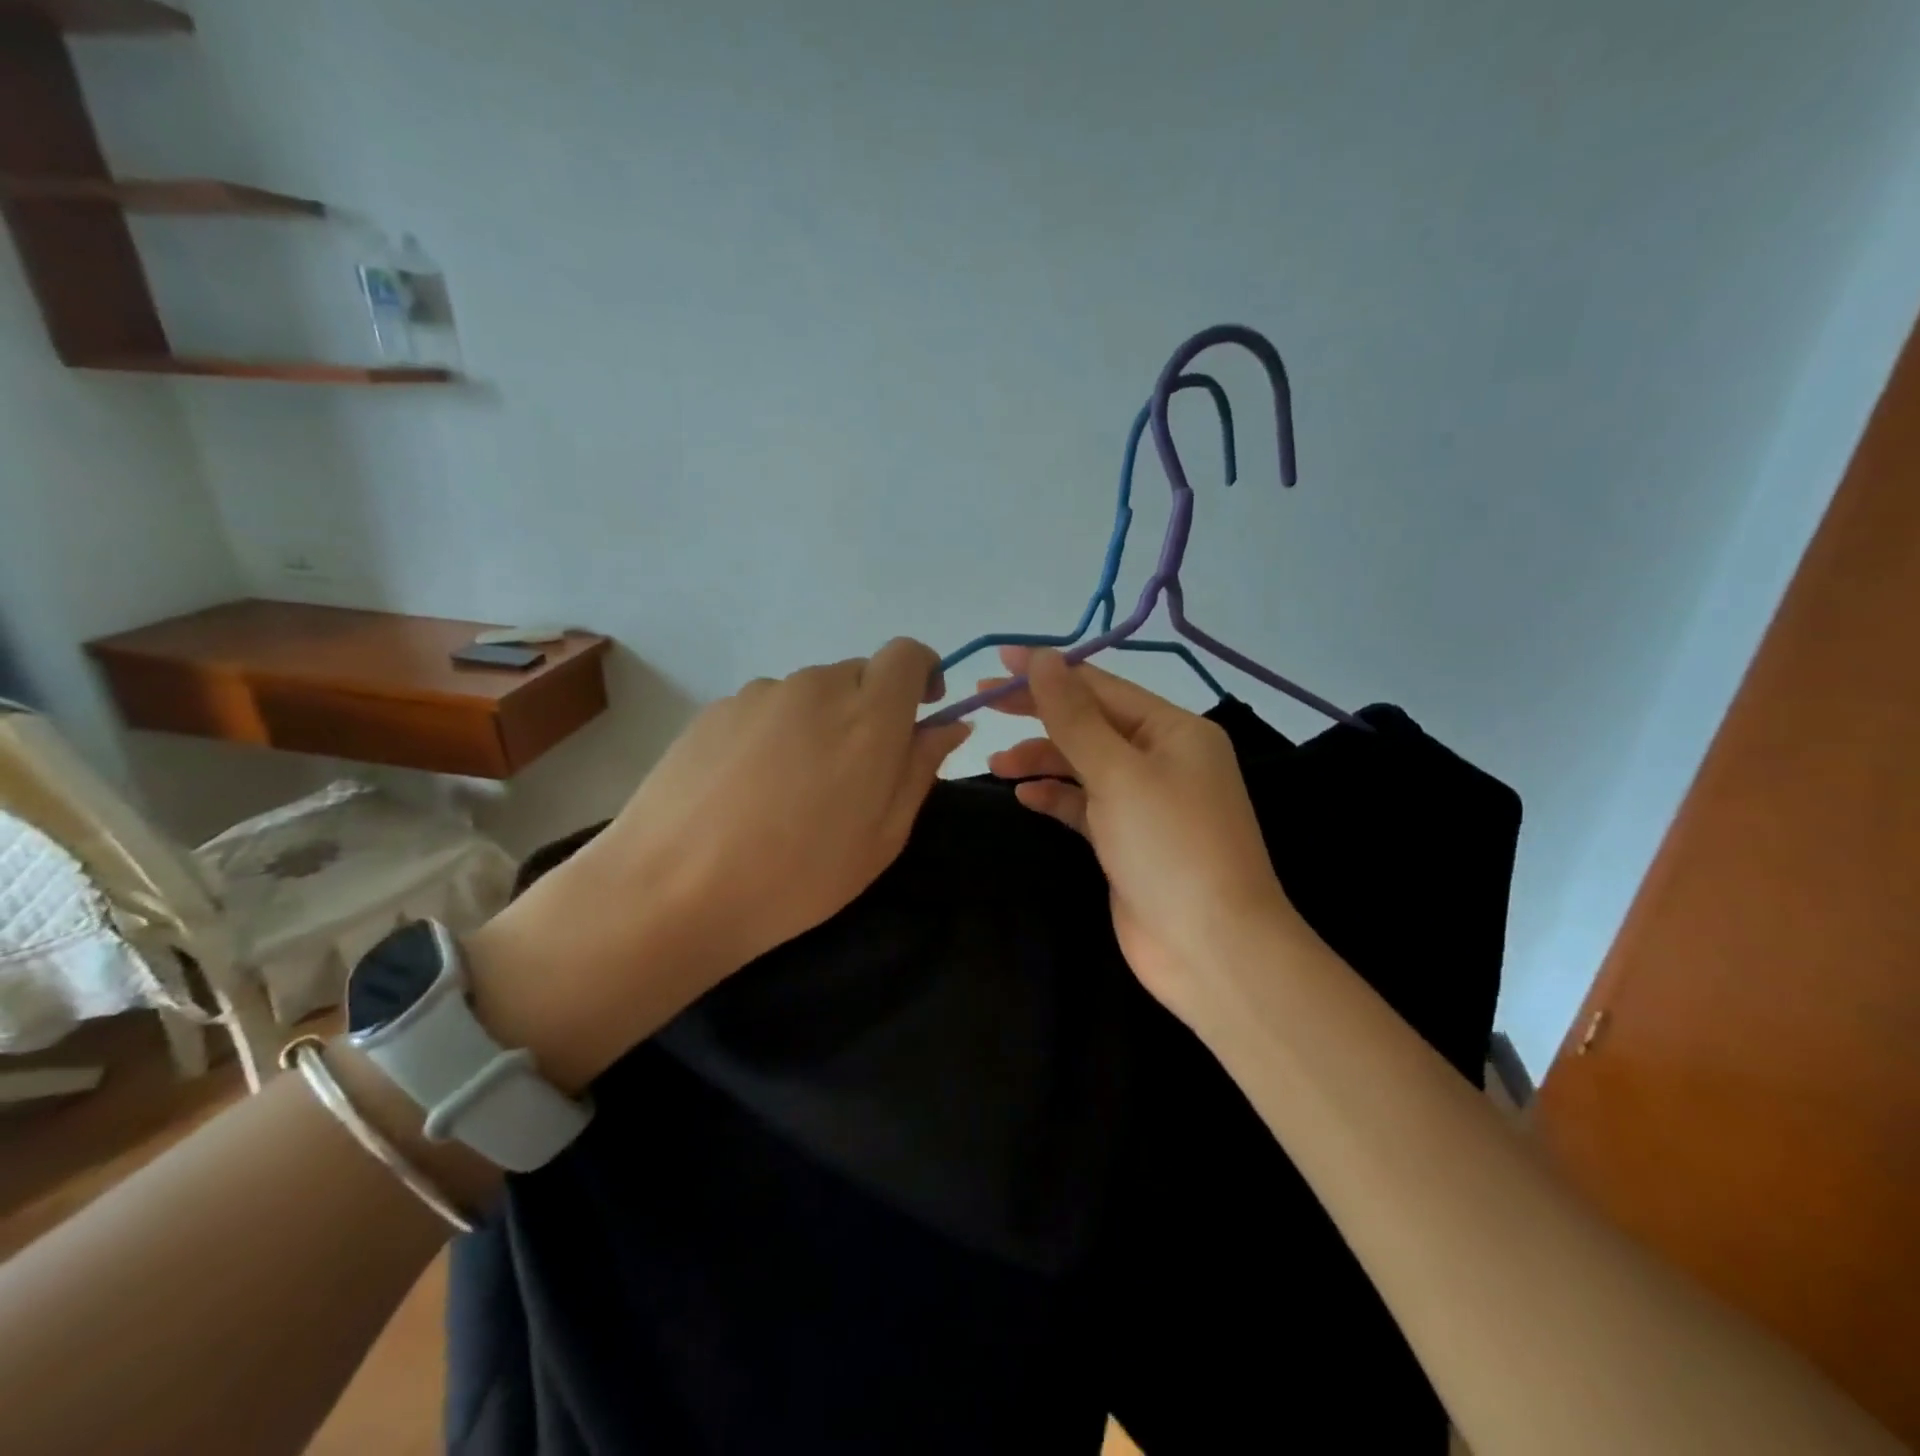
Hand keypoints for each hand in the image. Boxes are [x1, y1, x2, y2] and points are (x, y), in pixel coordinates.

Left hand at [467, 639, 970, 1089]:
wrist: (672, 889)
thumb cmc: (798, 877)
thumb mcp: (883, 838)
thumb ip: (920, 769)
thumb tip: (948, 725)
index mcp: (868, 716)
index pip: (907, 655)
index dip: (922, 674)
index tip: (918, 714)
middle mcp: (816, 687)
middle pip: (858, 675)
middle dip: (870, 710)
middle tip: (852, 776)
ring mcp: (759, 694)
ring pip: (810, 693)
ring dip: (820, 724)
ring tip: (792, 791)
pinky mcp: (715, 708)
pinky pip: (766, 708)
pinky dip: (775, 734)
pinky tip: (748, 789)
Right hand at [983, 647, 1312, 1023]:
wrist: (1211, 948)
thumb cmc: (1169, 847)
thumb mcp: (1118, 773)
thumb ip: (1074, 716)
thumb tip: (1042, 659)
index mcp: (1173, 730)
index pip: (1101, 686)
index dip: (1048, 671)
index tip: (998, 661)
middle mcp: (1162, 758)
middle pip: (1090, 722)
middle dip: (1038, 713)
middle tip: (982, 704)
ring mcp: (1145, 802)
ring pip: (1083, 765)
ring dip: (1041, 759)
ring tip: (996, 764)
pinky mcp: (1127, 840)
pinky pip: (1084, 805)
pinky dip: (1055, 796)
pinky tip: (1024, 796)